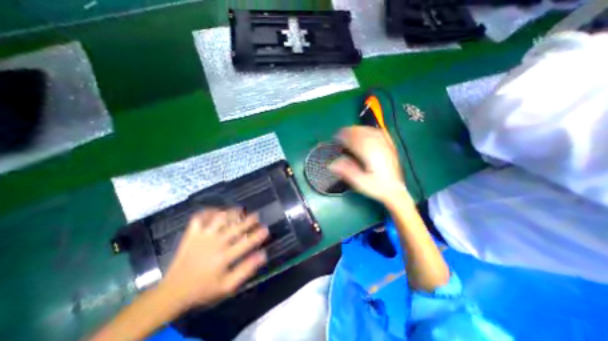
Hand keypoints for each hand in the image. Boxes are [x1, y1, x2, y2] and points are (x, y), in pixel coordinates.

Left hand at [159, 209, 268, 309]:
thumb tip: (263, 255)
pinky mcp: (191, 234)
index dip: (258, 234)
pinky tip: (215, 210)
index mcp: (224, 257)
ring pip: (220, 218)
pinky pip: (199, 217)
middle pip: (237, 227)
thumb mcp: (227, 286)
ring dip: (232, 213)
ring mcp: (202, 237)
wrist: (173, 292)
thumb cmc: (203, 289)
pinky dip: (208, 212)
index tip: (265, 229)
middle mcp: (215, 243)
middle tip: (256, 216)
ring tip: (239, 211)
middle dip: (249, 220)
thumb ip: (246, 269)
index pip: (247, 242)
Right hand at [327, 127, 407, 203]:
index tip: (336, 136)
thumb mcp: (360, 182)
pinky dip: (372, 130)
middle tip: (341, 133)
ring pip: (372, 132)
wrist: (394, 191)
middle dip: (350, 131)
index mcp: (370, 155)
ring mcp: (386, 147)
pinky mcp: (390, 148)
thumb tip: (332, 164)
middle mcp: (378, 148)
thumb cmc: (376, 187)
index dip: (344, 136)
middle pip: (363, 133)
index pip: (355, 140)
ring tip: (351, 130)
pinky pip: (381, 134)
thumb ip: (346, 171)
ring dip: (360, 129)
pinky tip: (368, 131)